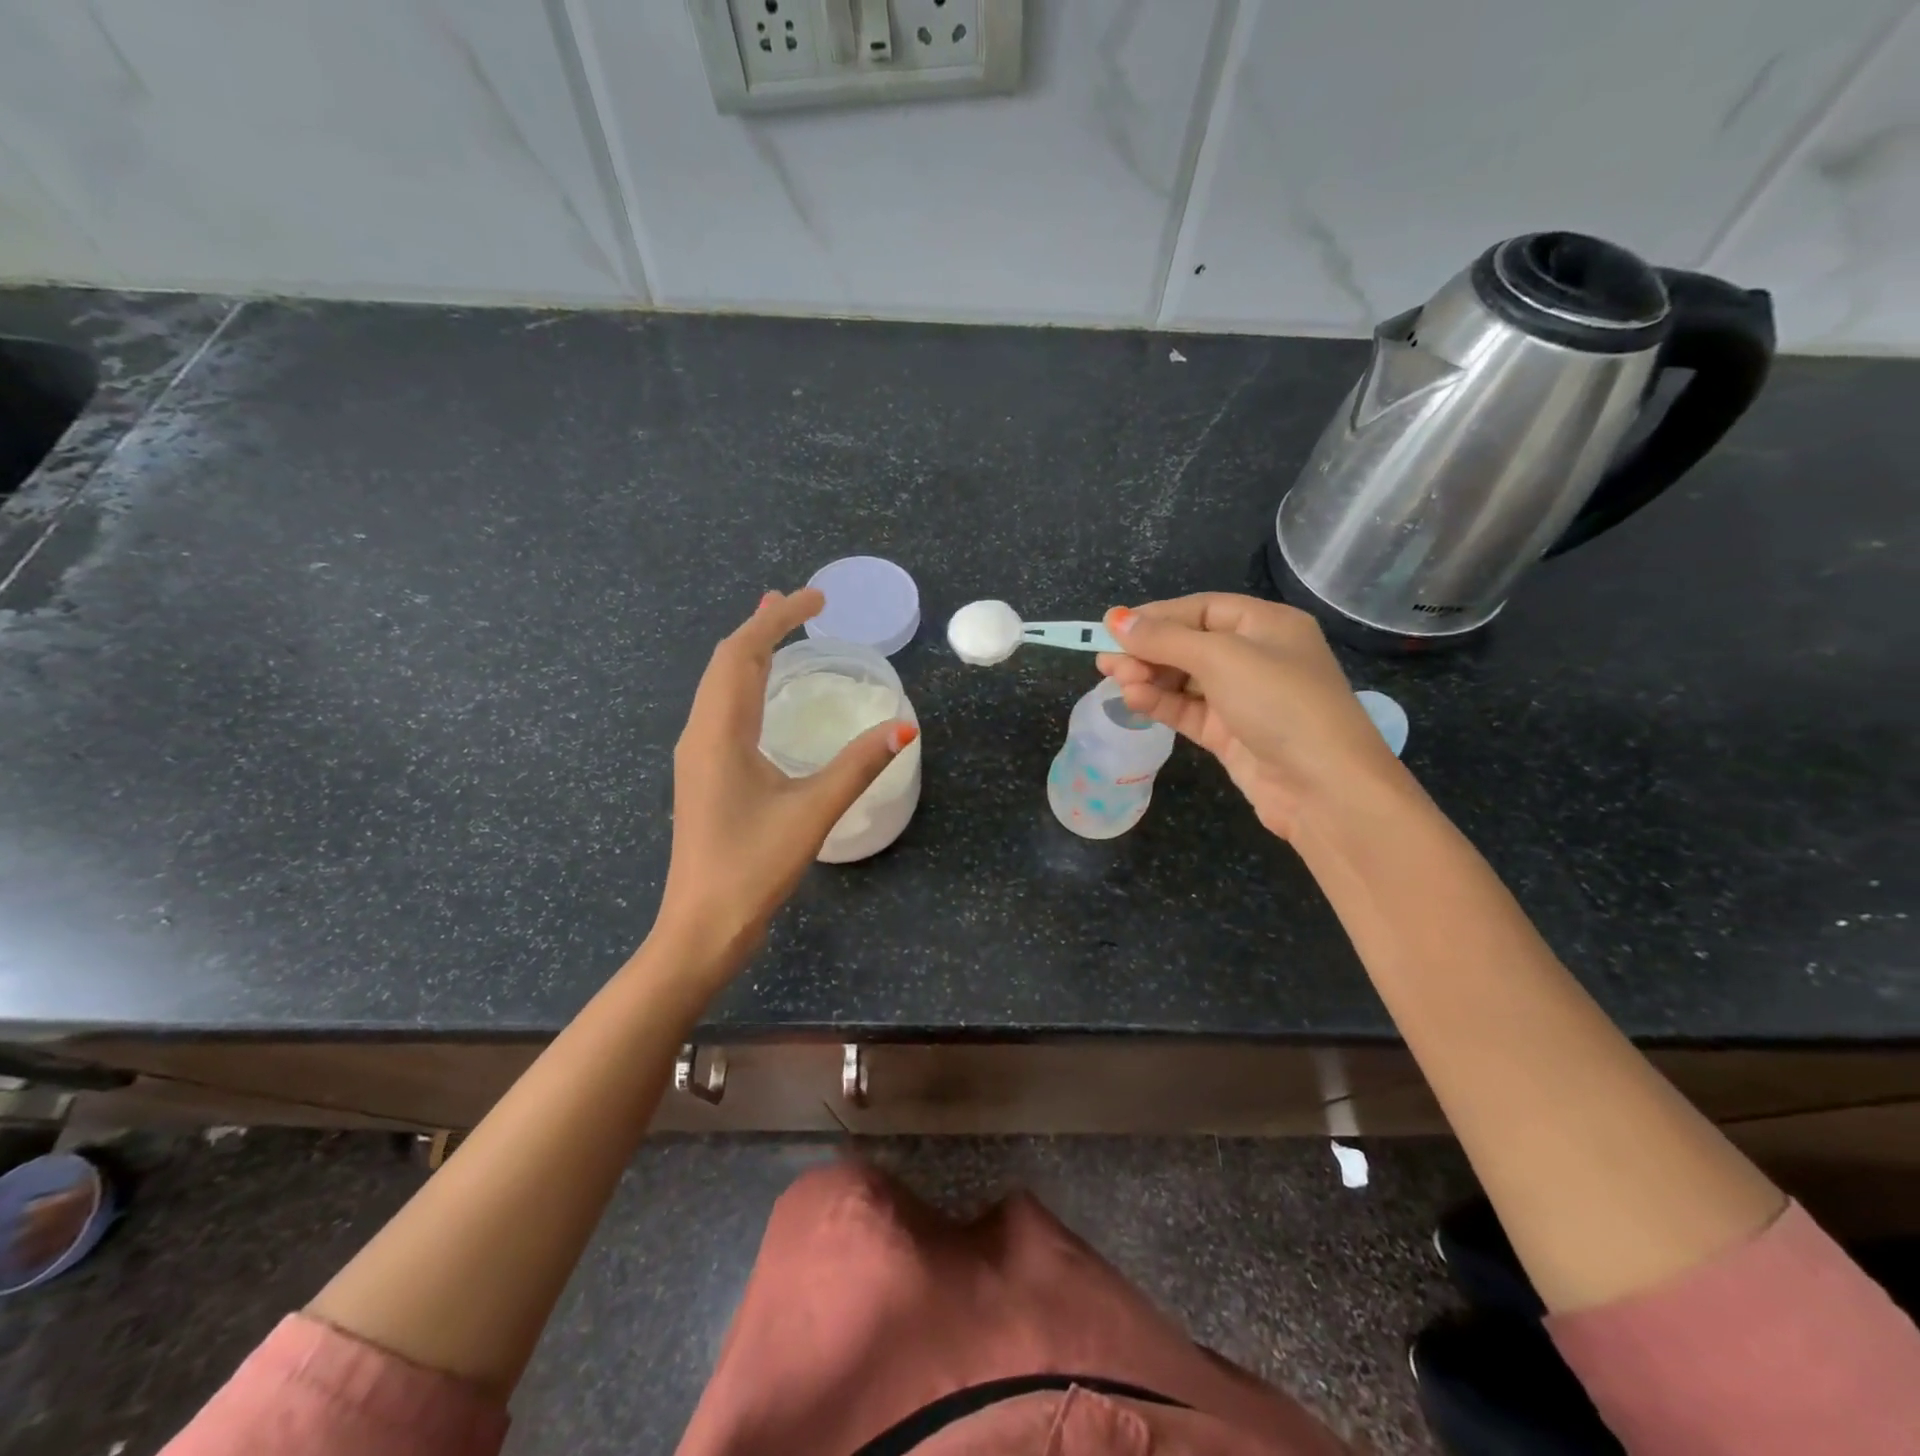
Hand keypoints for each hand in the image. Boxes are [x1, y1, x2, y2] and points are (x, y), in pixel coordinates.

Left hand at [653, 588, 915, 978]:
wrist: (701, 927)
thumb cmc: (752, 868)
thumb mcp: (812, 812)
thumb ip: (857, 766)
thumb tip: (904, 728)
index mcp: (720, 732)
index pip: (743, 653)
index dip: (779, 618)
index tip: (817, 597)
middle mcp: (701, 733)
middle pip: (726, 661)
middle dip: (763, 625)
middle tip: (802, 603)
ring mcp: (698, 755)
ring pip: (719, 685)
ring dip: (750, 652)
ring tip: (781, 630)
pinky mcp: (704, 774)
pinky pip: (722, 708)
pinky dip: (746, 683)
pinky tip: (765, 696)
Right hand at [1097, 594, 1411, 839]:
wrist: (1323, 788)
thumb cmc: (1280, 704)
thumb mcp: (1222, 659)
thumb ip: (1165, 639)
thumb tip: (1114, 619)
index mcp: (1267, 625)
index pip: (1202, 609)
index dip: (1157, 616)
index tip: (1113, 626)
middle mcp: (1257, 656)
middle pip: (1190, 644)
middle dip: (1148, 651)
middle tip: (1106, 662)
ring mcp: (1243, 698)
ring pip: (1185, 679)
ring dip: (1149, 678)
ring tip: (1116, 681)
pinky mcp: (1231, 734)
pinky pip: (1187, 710)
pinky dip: (1160, 703)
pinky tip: (1134, 700)